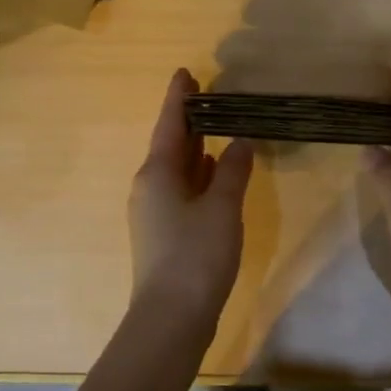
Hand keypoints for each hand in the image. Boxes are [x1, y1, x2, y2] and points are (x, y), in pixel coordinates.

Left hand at [128, 69, 254, 322]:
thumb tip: (241, 142)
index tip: (185, 72)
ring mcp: (155, 212)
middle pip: (170, 145)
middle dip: (188, 121)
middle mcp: (150, 187)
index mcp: (157, 173)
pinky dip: (197, 176)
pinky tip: (214, 173)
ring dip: (194, 149)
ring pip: (176, 170)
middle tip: (207, 95)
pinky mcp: (164, 233)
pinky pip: (181, 191)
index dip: (178, 98)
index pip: (169, 124)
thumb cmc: (196, 255)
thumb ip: (233, 170)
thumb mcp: (222, 208)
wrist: (171, 317)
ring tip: (216, 128)